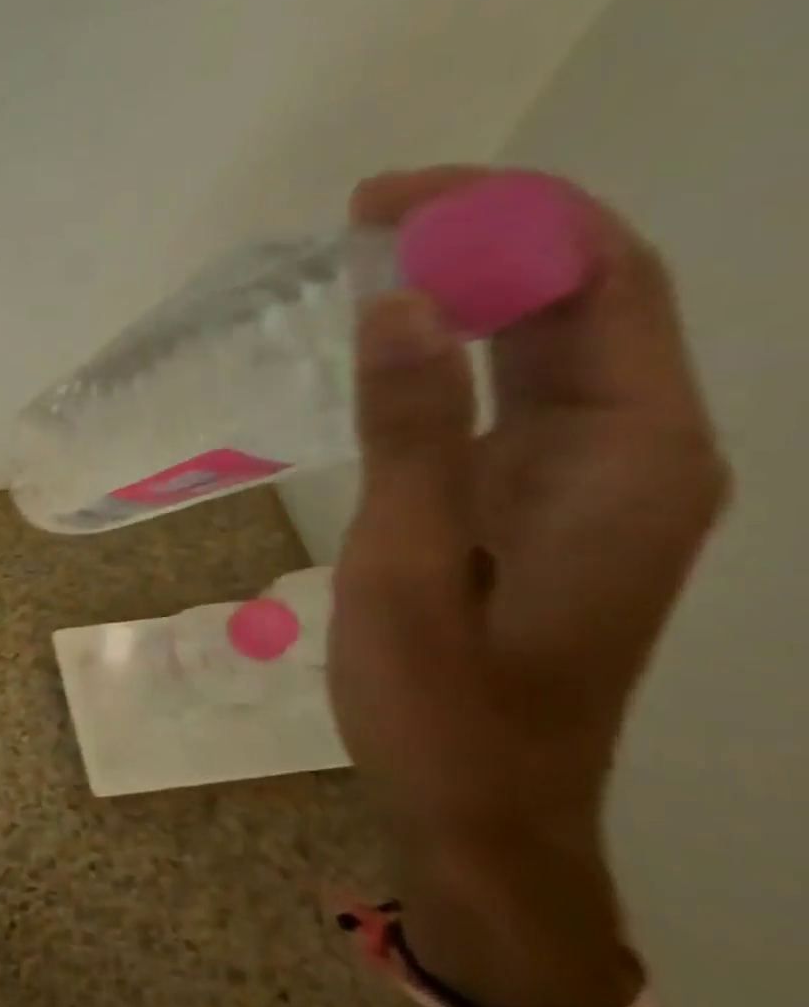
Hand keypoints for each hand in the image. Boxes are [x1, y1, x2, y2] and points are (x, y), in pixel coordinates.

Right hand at [329, 167, 726, 1006]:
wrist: (480, 805)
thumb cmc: (441, 699)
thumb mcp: (407, 562)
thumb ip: (410, 430)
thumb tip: (396, 302)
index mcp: (633, 459)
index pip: (599, 283)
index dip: (505, 215)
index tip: (388, 200)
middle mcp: (641, 453)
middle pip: (588, 297)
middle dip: (487, 233)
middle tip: (366, 215)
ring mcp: (596, 480)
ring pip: (553, 344)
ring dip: (472, 286)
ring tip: (371, 257)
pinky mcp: (546, 505)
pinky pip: (518, 397)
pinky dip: (459, 350)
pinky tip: (395, 343)